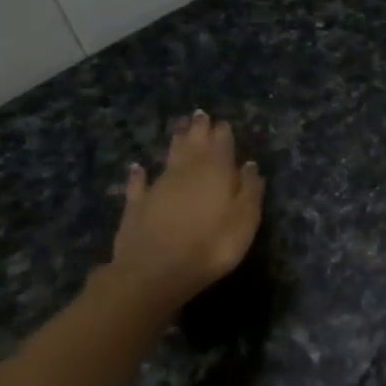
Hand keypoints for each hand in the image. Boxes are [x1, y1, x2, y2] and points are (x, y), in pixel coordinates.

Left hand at [109, 111, 264, 310]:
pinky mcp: (136, 206)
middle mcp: (186, 172)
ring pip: (169, 157)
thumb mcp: (246, 219)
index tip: (223, 122)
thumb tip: (250, 165)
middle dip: (198, 129)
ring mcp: (159, 187)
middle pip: (194, 145)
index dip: (223, 133)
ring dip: (175, 142)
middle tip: (199, 115)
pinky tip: (137, 167)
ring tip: (179, 127)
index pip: (222, 144)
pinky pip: (139, 184)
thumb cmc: (213, 245)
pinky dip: (139, 174)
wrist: (156, 271)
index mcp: (216, 172)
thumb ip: (250, 190)